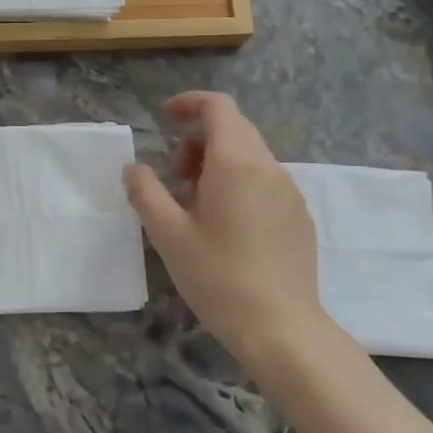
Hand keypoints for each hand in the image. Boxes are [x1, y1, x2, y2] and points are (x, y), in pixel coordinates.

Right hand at [123, 91, 330, 366]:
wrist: (281, 328)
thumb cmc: (218, 277)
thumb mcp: (168, 235)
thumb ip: (146, 192)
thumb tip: (133, 167)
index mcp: (236, 163)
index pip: (218, 107)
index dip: (189, 103)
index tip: (164, 118)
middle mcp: (268, 167)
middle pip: (234, 130)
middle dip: (197, 141)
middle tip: (173, 177)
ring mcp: (290, 192)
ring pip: (250, 157)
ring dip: (217, 164)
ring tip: (195, 206)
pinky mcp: (299, 216)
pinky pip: (265, 182)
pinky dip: (239, 184)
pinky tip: (226, 227)